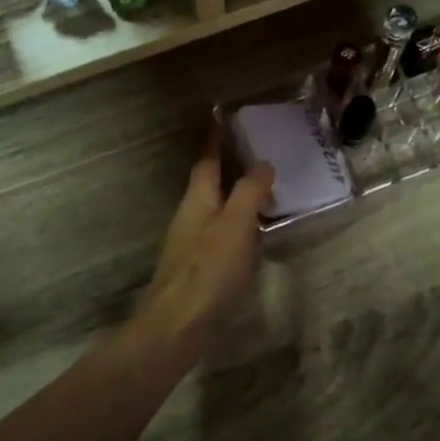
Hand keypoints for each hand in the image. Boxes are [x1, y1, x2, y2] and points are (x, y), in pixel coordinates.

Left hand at [138, 128, 274, 346]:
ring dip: (231, 192)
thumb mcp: (235, 226)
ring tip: (258, 185)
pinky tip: (250, 231)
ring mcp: (191, 242)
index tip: (219, 115)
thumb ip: (249, 193)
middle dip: (224, 163)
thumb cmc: (208, 270)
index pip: (206, 160)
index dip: (213, 138)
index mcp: (198, 200)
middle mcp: (190, 215)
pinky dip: (234, 220)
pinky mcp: (197, 266)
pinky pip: (218, 231)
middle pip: (207, 181)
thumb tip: (262, 163)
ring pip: (213, 206)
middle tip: (249, 148)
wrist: (177, 325)